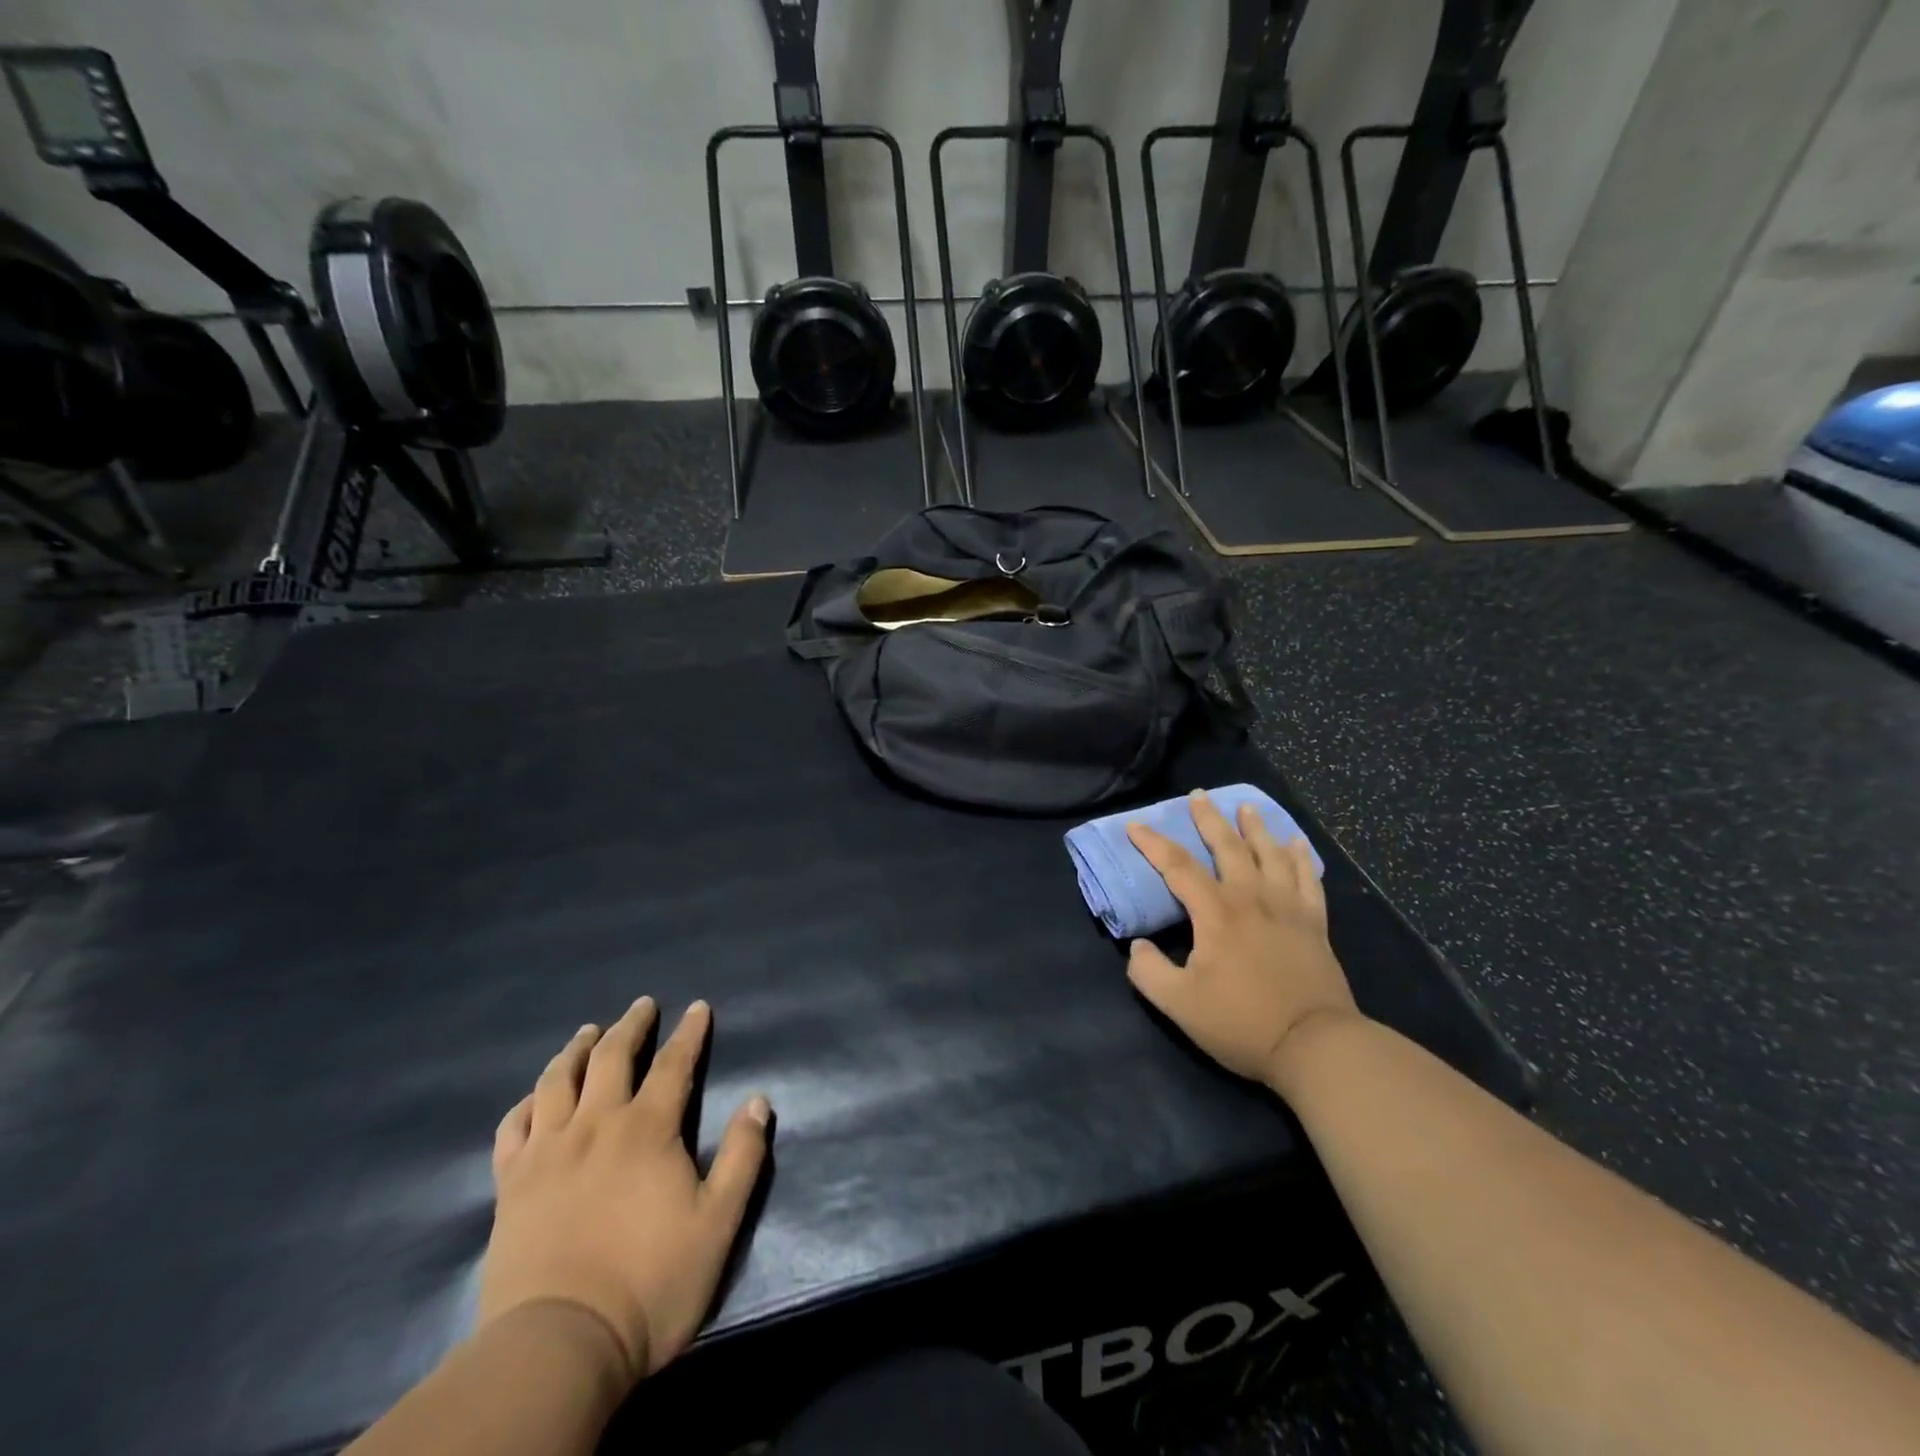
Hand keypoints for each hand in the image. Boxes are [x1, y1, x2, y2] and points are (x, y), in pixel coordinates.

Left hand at [478, 998, 770, 1386]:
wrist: (558, 1345)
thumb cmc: (650, 1282)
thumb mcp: (719, 1222)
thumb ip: (743, 1156)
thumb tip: (759, 1100)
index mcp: (647, 1129)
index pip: (674, 1064)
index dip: (689, 1032)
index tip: (698, 1007)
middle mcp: (595, 1125)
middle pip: (611, 1057)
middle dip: (631, 1025)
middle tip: (642, 1005)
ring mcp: (547, 1152)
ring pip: (556, 1081)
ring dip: (575, 1049)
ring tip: (587, 1032)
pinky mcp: (511, 1185)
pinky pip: (512, 1128)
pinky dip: (525, 1103)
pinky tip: (534, 1098)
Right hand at [1126, 790, 1361, 1086]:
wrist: (1315, 1045)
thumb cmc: (1242, 1023)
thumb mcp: (1179, 1004)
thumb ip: (1148, 971)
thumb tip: (1137, 946)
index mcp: (1216, 913)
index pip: (1177, 866)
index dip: (1153, 843)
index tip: (1135, 826)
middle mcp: (1251, 898)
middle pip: (1228, 847)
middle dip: (1209, 819)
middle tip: (1199, 795)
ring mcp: (1288, 908)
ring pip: (1270, 854)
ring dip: (1256, 828)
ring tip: (1246, 807)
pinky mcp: (1314, 924)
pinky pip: (1309, 879)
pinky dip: (1302, 858)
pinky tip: (1298, 843)